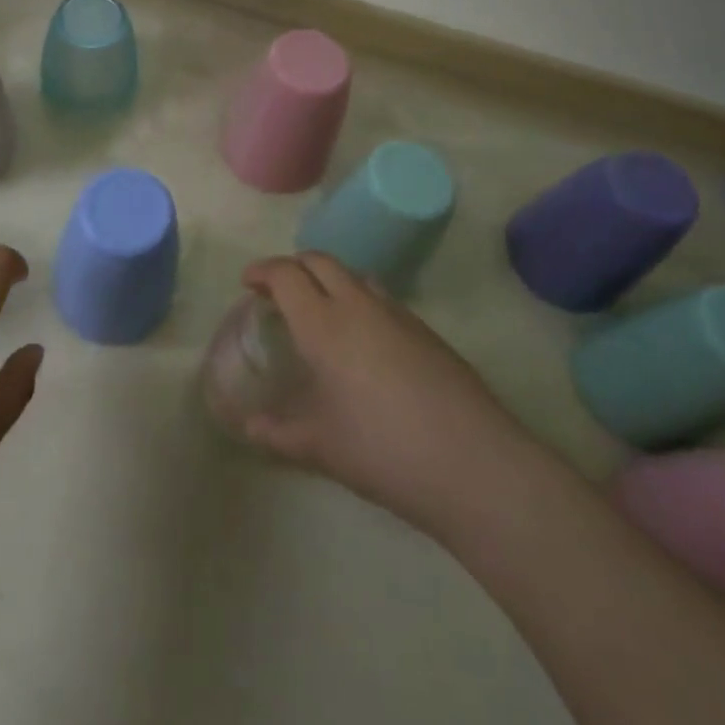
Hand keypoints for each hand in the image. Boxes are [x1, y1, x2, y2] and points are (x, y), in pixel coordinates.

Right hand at [243, 253, 522, 539]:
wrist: (475, 464)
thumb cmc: (384, 451)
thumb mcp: (321, 448)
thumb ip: (278, 433)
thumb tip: (249, 428)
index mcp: (324, 324)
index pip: (286, 275)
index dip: (263, 271)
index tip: (248, 283)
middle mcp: (359, 305)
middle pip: (320, 261)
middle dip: (293, 267)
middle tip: (278, 292)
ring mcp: (399, 314)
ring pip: (354, 275)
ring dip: (329, 280)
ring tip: (320, 311)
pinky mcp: (427, 332)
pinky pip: (382, 298)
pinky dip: (359, 301)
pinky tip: (363, 343)